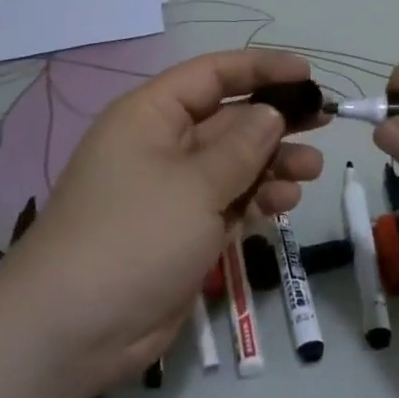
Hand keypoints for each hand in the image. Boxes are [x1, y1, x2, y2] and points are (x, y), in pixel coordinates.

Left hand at [3, 50, 323, 392]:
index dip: (260, 68)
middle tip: (323, 122)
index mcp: (151, 116)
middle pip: (228, 119)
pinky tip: (285, 203)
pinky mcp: (184, 232)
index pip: (212, 75)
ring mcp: (173, 192)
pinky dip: (258, 199)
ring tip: (311, 170)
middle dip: (275, 120)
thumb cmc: (134, 235)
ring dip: (273, 163)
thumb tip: (270, 114)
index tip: (307, 75)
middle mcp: (161, 146)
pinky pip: (229, 201)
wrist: (75, 329)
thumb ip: (241, 146)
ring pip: (234, 163)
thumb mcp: (195, 183)